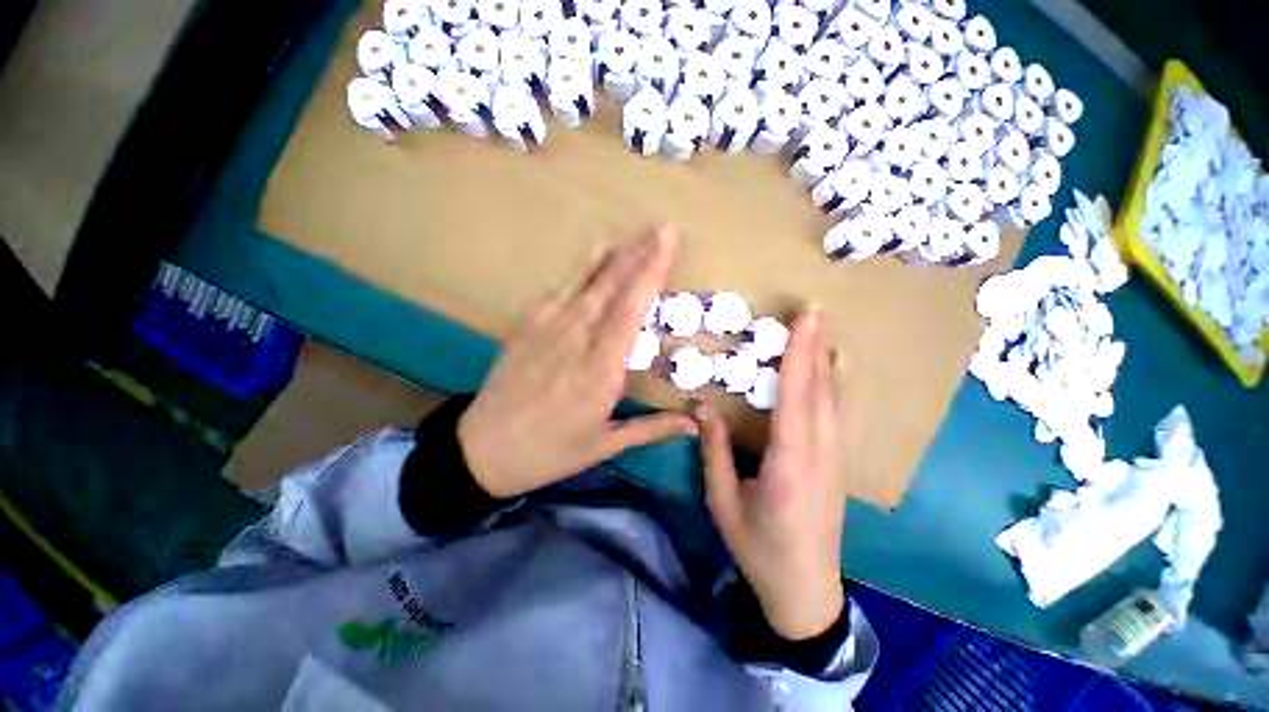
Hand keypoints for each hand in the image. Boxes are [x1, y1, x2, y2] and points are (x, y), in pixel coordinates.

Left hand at [458, 227, 697, 497]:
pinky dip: (577, 272)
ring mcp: (545, 329)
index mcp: (599, 371)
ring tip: (627, 236)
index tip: (666, 243)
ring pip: (583, 283)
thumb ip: (651, 428)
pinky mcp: (524, 327)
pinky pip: (556, 292)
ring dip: (609, 257)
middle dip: (636, 255)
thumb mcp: (604, 445)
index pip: (630, 311)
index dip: (649, 274)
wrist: (482, 450)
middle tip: (658, 228)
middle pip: (610, 288)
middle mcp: (575, 340)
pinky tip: (590, 260)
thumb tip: (694, 424)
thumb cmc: (550, 452)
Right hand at [698, 309, 846, 640]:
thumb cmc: (758, 548)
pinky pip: (837, 415)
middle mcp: (819, 454)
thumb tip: (702, 408)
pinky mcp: (838, 466)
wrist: (806, 592)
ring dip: (827, 362)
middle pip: (821, 391)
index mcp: (788, 463)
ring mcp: (835, 460)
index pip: (795, 397)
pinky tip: (831, 372)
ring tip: (821, 332)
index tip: (804, 320)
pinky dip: (832, 386)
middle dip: (817, 347)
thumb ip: (714, 451)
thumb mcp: (723, 502)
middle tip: (814, 312)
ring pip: (834, 401)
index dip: (799, 355)